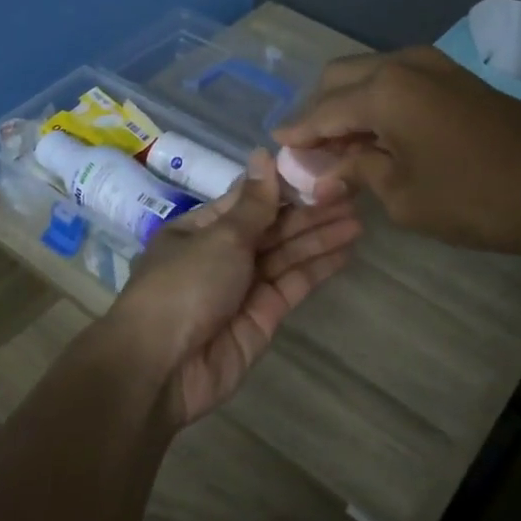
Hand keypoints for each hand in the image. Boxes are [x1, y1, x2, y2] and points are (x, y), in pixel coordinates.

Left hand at [110, 151, 362, 425]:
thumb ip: (254, 203)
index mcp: (200, 229)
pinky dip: (318, 268)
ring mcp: (243, 287)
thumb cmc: (184, 286)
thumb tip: (263, 153)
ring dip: (320, 237)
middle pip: (272, 228)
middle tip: (352, 195)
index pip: (249, 201)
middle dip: (309, 212)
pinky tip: (346, 251)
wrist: (162, 367)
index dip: (284, 187)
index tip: (321, 172)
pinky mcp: (263, 317)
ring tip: (358, 219)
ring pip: (286, 255)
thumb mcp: (219, 237)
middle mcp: (222, 255)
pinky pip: (293, 284)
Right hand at [275, 46, 520, 255]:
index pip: (322, 111)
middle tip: (309, 150)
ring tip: (341, 146)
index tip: (276, 148)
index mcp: (383, 90)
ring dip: (349, 104)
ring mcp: (434, 66)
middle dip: (319, 111)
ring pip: (371, 74)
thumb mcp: (403, 196)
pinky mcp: (456, 78)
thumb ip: (357, 173)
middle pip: (341, 78)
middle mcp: (403, 64)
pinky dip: (378, 102)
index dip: (297, 133)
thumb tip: (322, 175)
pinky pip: (399, 81)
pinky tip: (378, 135)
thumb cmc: (474, 197)